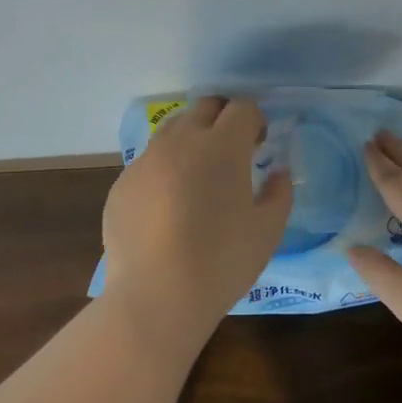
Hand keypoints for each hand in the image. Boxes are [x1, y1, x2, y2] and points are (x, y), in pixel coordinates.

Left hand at [101, 97, 292, 353]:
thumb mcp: (268, 230)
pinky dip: (164, 169)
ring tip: (198, 175)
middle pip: (204, 106)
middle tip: (232, 151)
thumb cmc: (222, 261)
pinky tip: (169, 206)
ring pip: (172, 129)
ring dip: (191, 139)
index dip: (255, 120)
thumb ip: (279, 192)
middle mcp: (181, 141)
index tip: (259, 144)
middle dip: (223, 118)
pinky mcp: (122, 183)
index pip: (241, 107)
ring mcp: (146, 160)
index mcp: (222, 146)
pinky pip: (148, 161)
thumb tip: (279, 172)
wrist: (156, 296)